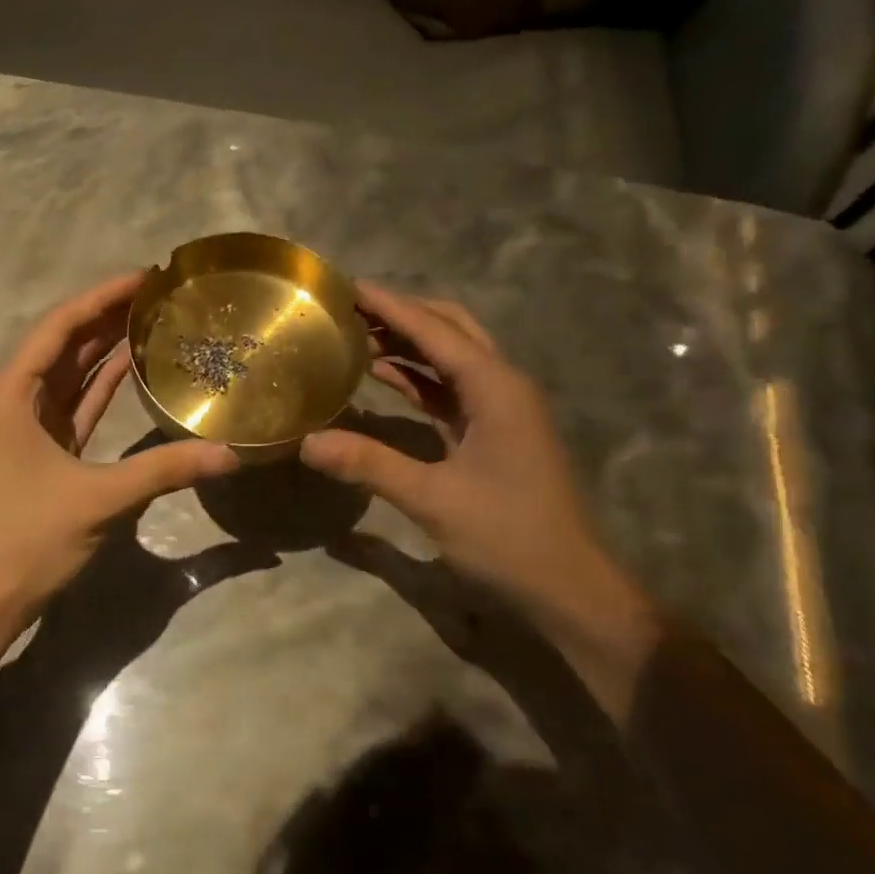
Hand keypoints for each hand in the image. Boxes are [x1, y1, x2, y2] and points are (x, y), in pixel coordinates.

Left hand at [0, 271, 238, 621]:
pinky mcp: (37, 450)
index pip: (59, 326)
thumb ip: (164, 470)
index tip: (145, 276)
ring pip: (69, 373)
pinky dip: (100, 386)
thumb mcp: (99, 499)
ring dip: (104, 347)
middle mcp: (10, 398)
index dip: (102, 297)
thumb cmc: (25, 539)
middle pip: (63, 343)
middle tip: (158, 294)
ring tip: (152, 319)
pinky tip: (131, 367)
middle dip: (107, 316)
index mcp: (9, 393)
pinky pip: (73, 404)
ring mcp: (22, 425)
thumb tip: (230, 455)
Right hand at [300, 281, 660, 718]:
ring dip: (409, 343)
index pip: (435, 330)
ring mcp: (501, 409)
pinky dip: (418, 377)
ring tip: (356, 334)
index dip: (390, 305)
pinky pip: (451, 389)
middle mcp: (502, 386)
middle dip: (402, 314)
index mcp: (495, 388)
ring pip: (451, 357)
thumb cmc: (507, 537)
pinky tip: (382, 375)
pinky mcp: (494, 432)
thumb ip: (369, 464)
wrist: (568, 588)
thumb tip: (306, 442)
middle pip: (450, 329)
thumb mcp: (432, 500)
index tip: (347, 286)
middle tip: (350, 308)